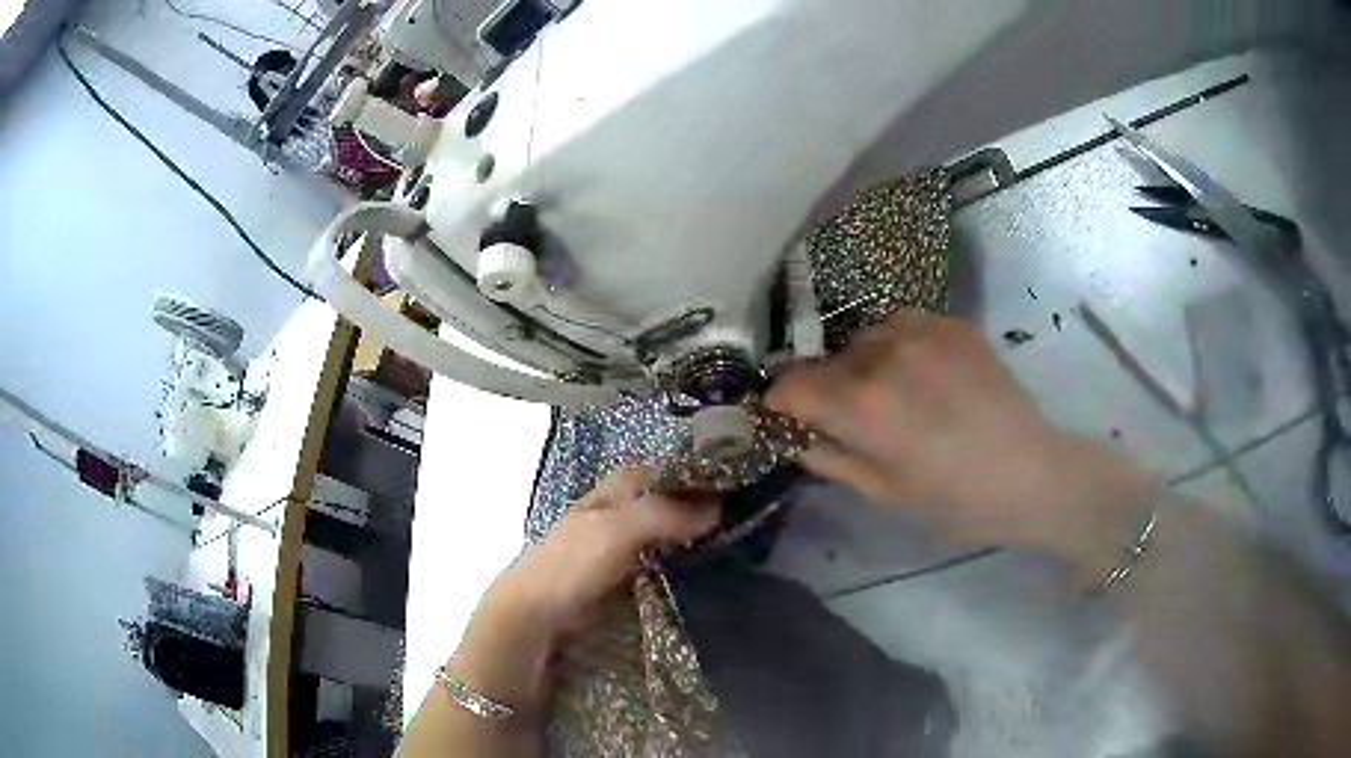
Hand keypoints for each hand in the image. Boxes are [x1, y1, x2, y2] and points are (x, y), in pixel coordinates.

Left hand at [494, 468, 719, 637]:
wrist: (542, 610)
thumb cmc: (574, 561)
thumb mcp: (618, 529)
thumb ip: (664, 514)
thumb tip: (717, 509)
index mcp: (616, 489)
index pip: (666, 471)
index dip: (698, 474)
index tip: (738, 485)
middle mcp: (622, 509)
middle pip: (669, 500)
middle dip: (702, 505)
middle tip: (746, 516)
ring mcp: (623, 542)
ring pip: (668, 529)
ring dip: (695, 533)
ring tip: (738, 540)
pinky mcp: (626, 572)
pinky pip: (662, 558)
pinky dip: (683, 559)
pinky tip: (708, 567)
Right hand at [767, 312, 1155, 558]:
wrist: (1032, 473)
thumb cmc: (956, 500)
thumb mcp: (882, 492)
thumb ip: (827, 455)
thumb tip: (790, 431)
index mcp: (862, 404)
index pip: (789, 385)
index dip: (780, 403)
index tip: (788, 417)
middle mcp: (884, 354)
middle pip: (824, 361)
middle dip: (824, 388)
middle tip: (848, 418)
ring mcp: (921, 330)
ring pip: (862, 339)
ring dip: (860, 364)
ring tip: (891, 394)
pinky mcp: (950, 323)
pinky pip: (900, 326)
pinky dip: (896, 348)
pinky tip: (922, 376)